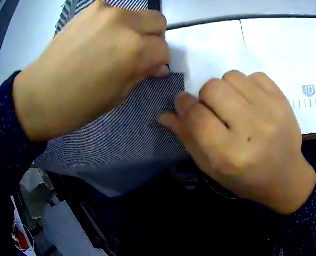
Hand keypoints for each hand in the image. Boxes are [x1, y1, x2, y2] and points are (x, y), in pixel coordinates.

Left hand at [13, 0, 168, 141]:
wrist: (39, 93)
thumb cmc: (76, 105)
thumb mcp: (114, 97)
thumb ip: (140, 75)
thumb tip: (158, 66)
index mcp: (132, 51)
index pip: (164, 49)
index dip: (159, 60)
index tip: (150, 68)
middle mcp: (125, 23)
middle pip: (158, 21)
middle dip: (153, 38)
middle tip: (136, 52)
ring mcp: (108, 10)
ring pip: (137, 14)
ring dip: (132, 29)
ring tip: (110, 45)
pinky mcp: (93, 6)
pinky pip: (114, 11)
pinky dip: (113, 23)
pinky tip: (97, 36)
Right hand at [160, 71, 315, 214]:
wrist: (286, 177)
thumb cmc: (245, 179)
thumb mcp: (211, 167)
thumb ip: (187, 138)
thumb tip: (164, 114)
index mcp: (229, 154)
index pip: (196, 115)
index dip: (183, 104)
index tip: (183, 102)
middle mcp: (252, 129)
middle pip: (213, 88)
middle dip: (205, 96)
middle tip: (213, 109)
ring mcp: (272, 112)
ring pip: (232, 76)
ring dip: (225, 88)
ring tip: (233, 105)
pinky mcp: (284, 102)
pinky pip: (255, 75)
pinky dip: (247, 84)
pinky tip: (250, 102)